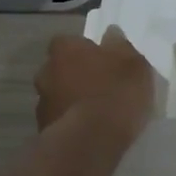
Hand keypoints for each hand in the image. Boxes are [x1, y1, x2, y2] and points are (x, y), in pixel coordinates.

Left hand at [35, 27, 156, 142]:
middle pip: (61, 68)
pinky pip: (60, 120)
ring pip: (58, 95)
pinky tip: (89, 131)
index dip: (85, 50)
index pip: (69, 42)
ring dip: (72, 99)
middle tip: (99, 86)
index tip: (102, 60)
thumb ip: (121, 47)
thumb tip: (111, 34)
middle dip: (76, 75)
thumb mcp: (133, 65)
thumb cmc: (115, 93)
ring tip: (96, 113)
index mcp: (65, 50)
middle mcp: (46, 71)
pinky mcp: (43, 131)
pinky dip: (71, 122)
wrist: (91, 141)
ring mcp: (42, 103)